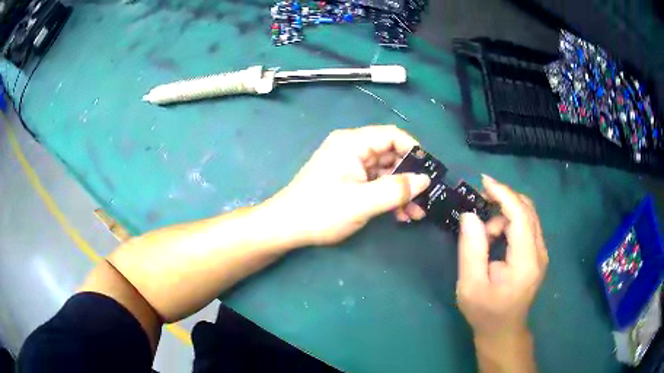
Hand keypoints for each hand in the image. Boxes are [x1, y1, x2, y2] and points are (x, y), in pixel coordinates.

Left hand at [269, 125, 429, 245]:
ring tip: (414, 214)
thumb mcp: (362, 202)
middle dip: (409, 178)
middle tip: (424, 200)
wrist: (286, 227)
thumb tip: (424, 180)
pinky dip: (388, 196)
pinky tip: (399, 215)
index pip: (392, 135)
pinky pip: (375, 183)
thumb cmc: (320, 211)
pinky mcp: (348, 180)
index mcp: (352, 143)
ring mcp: (350, 165)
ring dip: (401, 191)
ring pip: (385, 172)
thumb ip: (396, 190)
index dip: (414, 151)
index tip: (429, 172)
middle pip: (391, 155)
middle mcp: (352, 148)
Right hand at [456, 175, 547, 341]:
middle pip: (527, 210)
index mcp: (525, 261)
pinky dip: (509, 223)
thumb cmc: (485, 312)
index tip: (483, 181)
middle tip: (479, 203)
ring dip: (505, 214)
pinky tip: (495, 239)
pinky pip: (526, 225)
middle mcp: (539, 252)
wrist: (504, 330)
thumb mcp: (470, 285)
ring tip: (485, 235)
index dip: (503, 194)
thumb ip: (471, 249)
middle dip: (503, 200)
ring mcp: (541, 252)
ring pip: (528, 215)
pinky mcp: (537, 254)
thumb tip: (470, 215)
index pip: (520, 215)